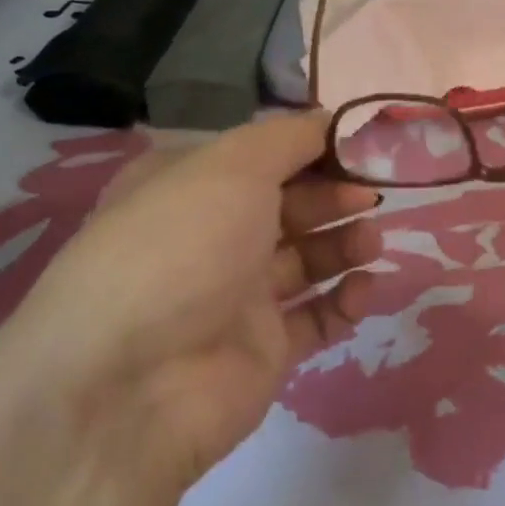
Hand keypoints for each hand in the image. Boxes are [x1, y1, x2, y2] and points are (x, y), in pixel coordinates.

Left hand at [0, 112, 381, 492]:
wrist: (132, 385)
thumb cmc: (180, 248)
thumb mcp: (231, 167)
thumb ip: (288, 138)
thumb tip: (329, 120)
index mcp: (188, 187)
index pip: (260, 156)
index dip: (311, 148)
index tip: (359, 146)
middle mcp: (210, 237)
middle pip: (288, 206)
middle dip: (333, 194)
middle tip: (370, 194)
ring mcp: (236, 297)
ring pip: (305, 260)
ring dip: (344, 244)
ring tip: (372, 242)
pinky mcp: (262, 349)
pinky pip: (314, 317)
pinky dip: (343, 301)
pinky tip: (362, 289)